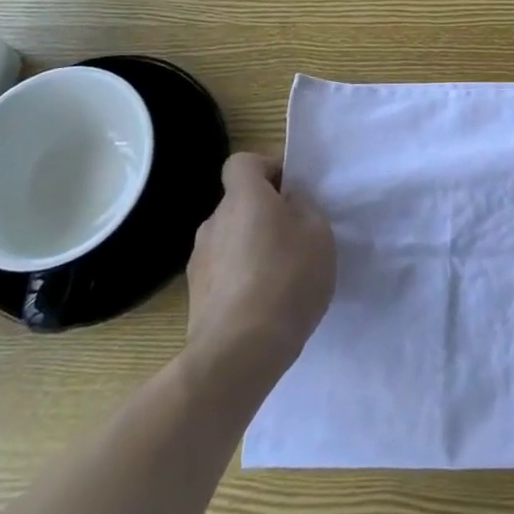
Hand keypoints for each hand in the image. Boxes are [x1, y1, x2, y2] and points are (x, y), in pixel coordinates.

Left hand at [184, 153, 335, 373]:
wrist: (239, 351)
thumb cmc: (287, 278)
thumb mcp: (318, 232)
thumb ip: (303, 207)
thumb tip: (286, 202)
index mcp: (243, 198)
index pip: (242, 162)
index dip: (267, 169)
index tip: (290, 191)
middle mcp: (214, 221)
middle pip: (239, 202)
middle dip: (264, 212)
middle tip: (295, 236)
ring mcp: (199, 260)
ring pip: (230, 238)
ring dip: (251, 246)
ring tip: (281, 275)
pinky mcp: (195, 295)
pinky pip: (223, 270)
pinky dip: (241, 277)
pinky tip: (264, 302)